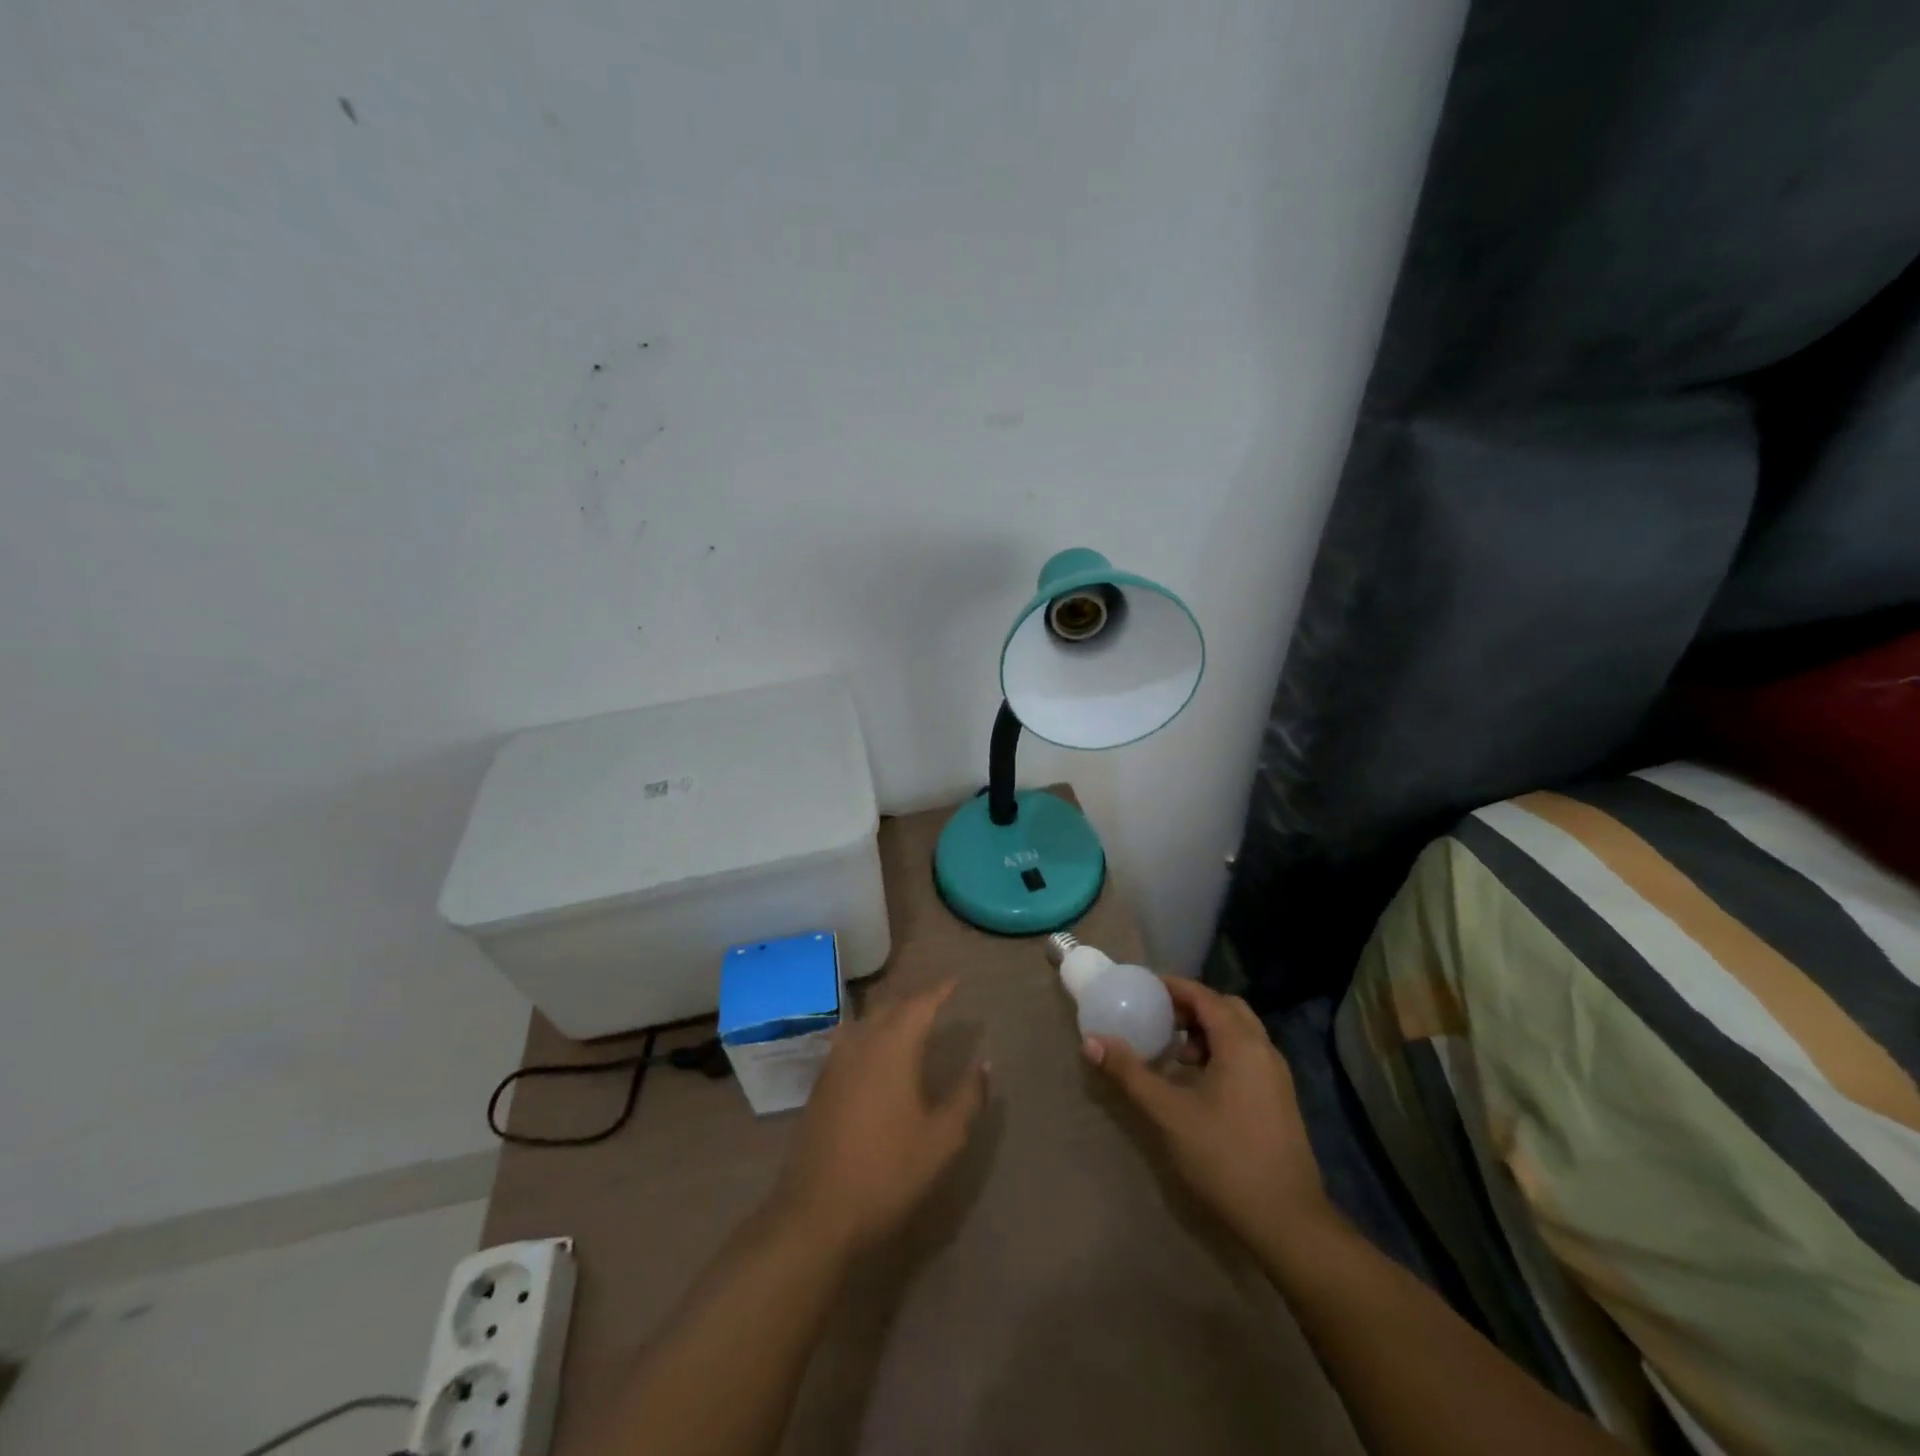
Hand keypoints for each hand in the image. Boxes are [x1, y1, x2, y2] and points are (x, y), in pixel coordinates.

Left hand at [772, 980, 988, 1255]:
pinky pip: (848, 1040)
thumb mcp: (941, 1139)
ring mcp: (835, 1063)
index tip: (955, 980)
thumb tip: (985, 1064)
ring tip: (907, 1019)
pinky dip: (868, 1033)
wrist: (816, 1213)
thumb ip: (967, 1097)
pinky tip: (873, 1051)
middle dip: (914, 1001)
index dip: (939, 991)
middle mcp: (861, 1044)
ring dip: (888, 1015)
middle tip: (937, 1000)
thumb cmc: (887, 1172)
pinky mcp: (820, 1085)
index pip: (919, 1005)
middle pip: (890, 1008)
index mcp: (892, 1048)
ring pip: (865, 1022)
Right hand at [1084, 977, 1332, 1248]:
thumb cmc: (1225, 1157)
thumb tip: (1091, 1042)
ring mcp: (1276, 1076)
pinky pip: (1247, 1056)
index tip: (1141, 987)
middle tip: (1157, 1017)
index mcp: (1241, 1043)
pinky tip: (1196, 1082)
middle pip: (1225, 1009)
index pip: (1204, 996)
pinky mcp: (1279, 1099)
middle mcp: (1263, 1050)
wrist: (1287, 1221)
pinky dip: (1220, 1052)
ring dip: (1206, 1031)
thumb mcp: (1169, 1113)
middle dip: (1190, 1006)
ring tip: (1173, 1052)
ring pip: (1239, 1033)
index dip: (1173, 987)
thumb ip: (1130, 1073)